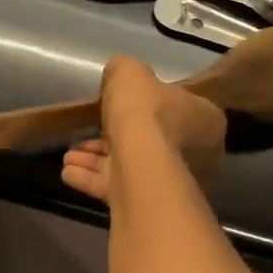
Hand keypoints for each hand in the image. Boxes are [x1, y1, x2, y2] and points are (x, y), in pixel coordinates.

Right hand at [61, 56, 225, 202]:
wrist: (141, 163)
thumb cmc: (146, 112)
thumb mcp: (131, 72)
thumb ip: (124, 70)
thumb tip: (117, 76)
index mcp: (205, 120)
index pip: (177, 107)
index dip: (145, 104)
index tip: (118, 103)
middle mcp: (196, 154)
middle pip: (150, 139)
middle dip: (111, 136)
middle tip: (87, 131)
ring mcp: (172, 181)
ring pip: (129, 164)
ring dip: (96, 159)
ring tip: (69, 154)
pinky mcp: (150, 203)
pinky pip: (117, 186)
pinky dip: (91, 178)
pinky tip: (68, 171)